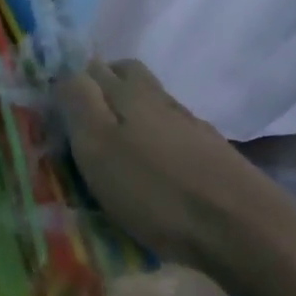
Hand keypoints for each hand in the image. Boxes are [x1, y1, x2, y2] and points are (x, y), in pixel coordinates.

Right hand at [53, 58, 263, 275]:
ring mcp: (191, 127)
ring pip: (151, 106)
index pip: (92, 66)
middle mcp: (161, 99)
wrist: (243, 229)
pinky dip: (155, 145)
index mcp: (129, 92)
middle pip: (127, 77)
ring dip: (129, 118)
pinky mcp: (212, 156)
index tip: (52, 106)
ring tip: (113, 154)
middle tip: (81, 124)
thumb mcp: (98, 144)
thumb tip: (64, 71)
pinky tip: (152, 173)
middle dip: (101, 89)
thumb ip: (78, 102)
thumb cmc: (155, 188)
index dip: (70, 79)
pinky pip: (172, 136)